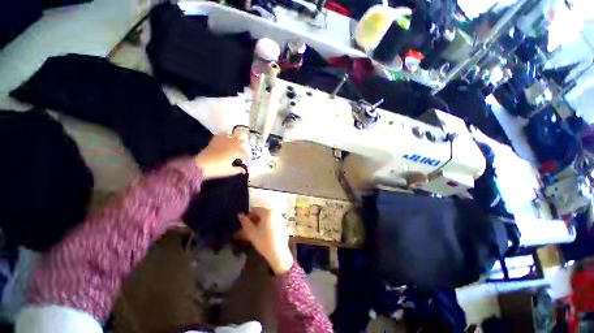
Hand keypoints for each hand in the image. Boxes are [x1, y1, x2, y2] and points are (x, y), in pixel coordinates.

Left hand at [194, 135, 249, 179]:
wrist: (200, 165)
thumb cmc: (217, 169)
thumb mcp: (229, 171)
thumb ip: (238, 170)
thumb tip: (244, 171)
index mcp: (236, 152)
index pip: (245, 153)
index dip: (247, 157)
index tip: (246, 161)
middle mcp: (231, 145)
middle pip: (241, 141)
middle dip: (244, 146)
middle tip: (244, 152)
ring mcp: (223, 141)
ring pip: (234, 136)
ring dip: (237, 139)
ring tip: (237, 144)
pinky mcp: (215, 140)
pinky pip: (223, 135)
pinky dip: (227, 136)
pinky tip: (227, 140)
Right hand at [238, 207, 293, 274]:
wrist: (278, 253)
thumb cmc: (264, 241)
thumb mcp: (252, 232)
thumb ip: (245, 222)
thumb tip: (240, 214)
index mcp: (268, 212)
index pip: (255, 209)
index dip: (248, 216)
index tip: (245, 224)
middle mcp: (276, 212)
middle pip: (262, 212)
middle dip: (255, 218)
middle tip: (250, 228)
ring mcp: (281, 218)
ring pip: (268, 217)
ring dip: (261, 221)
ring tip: (257, 231)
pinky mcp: (284, 224)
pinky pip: (273, 221)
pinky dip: (268, 224)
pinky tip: (266, 233)